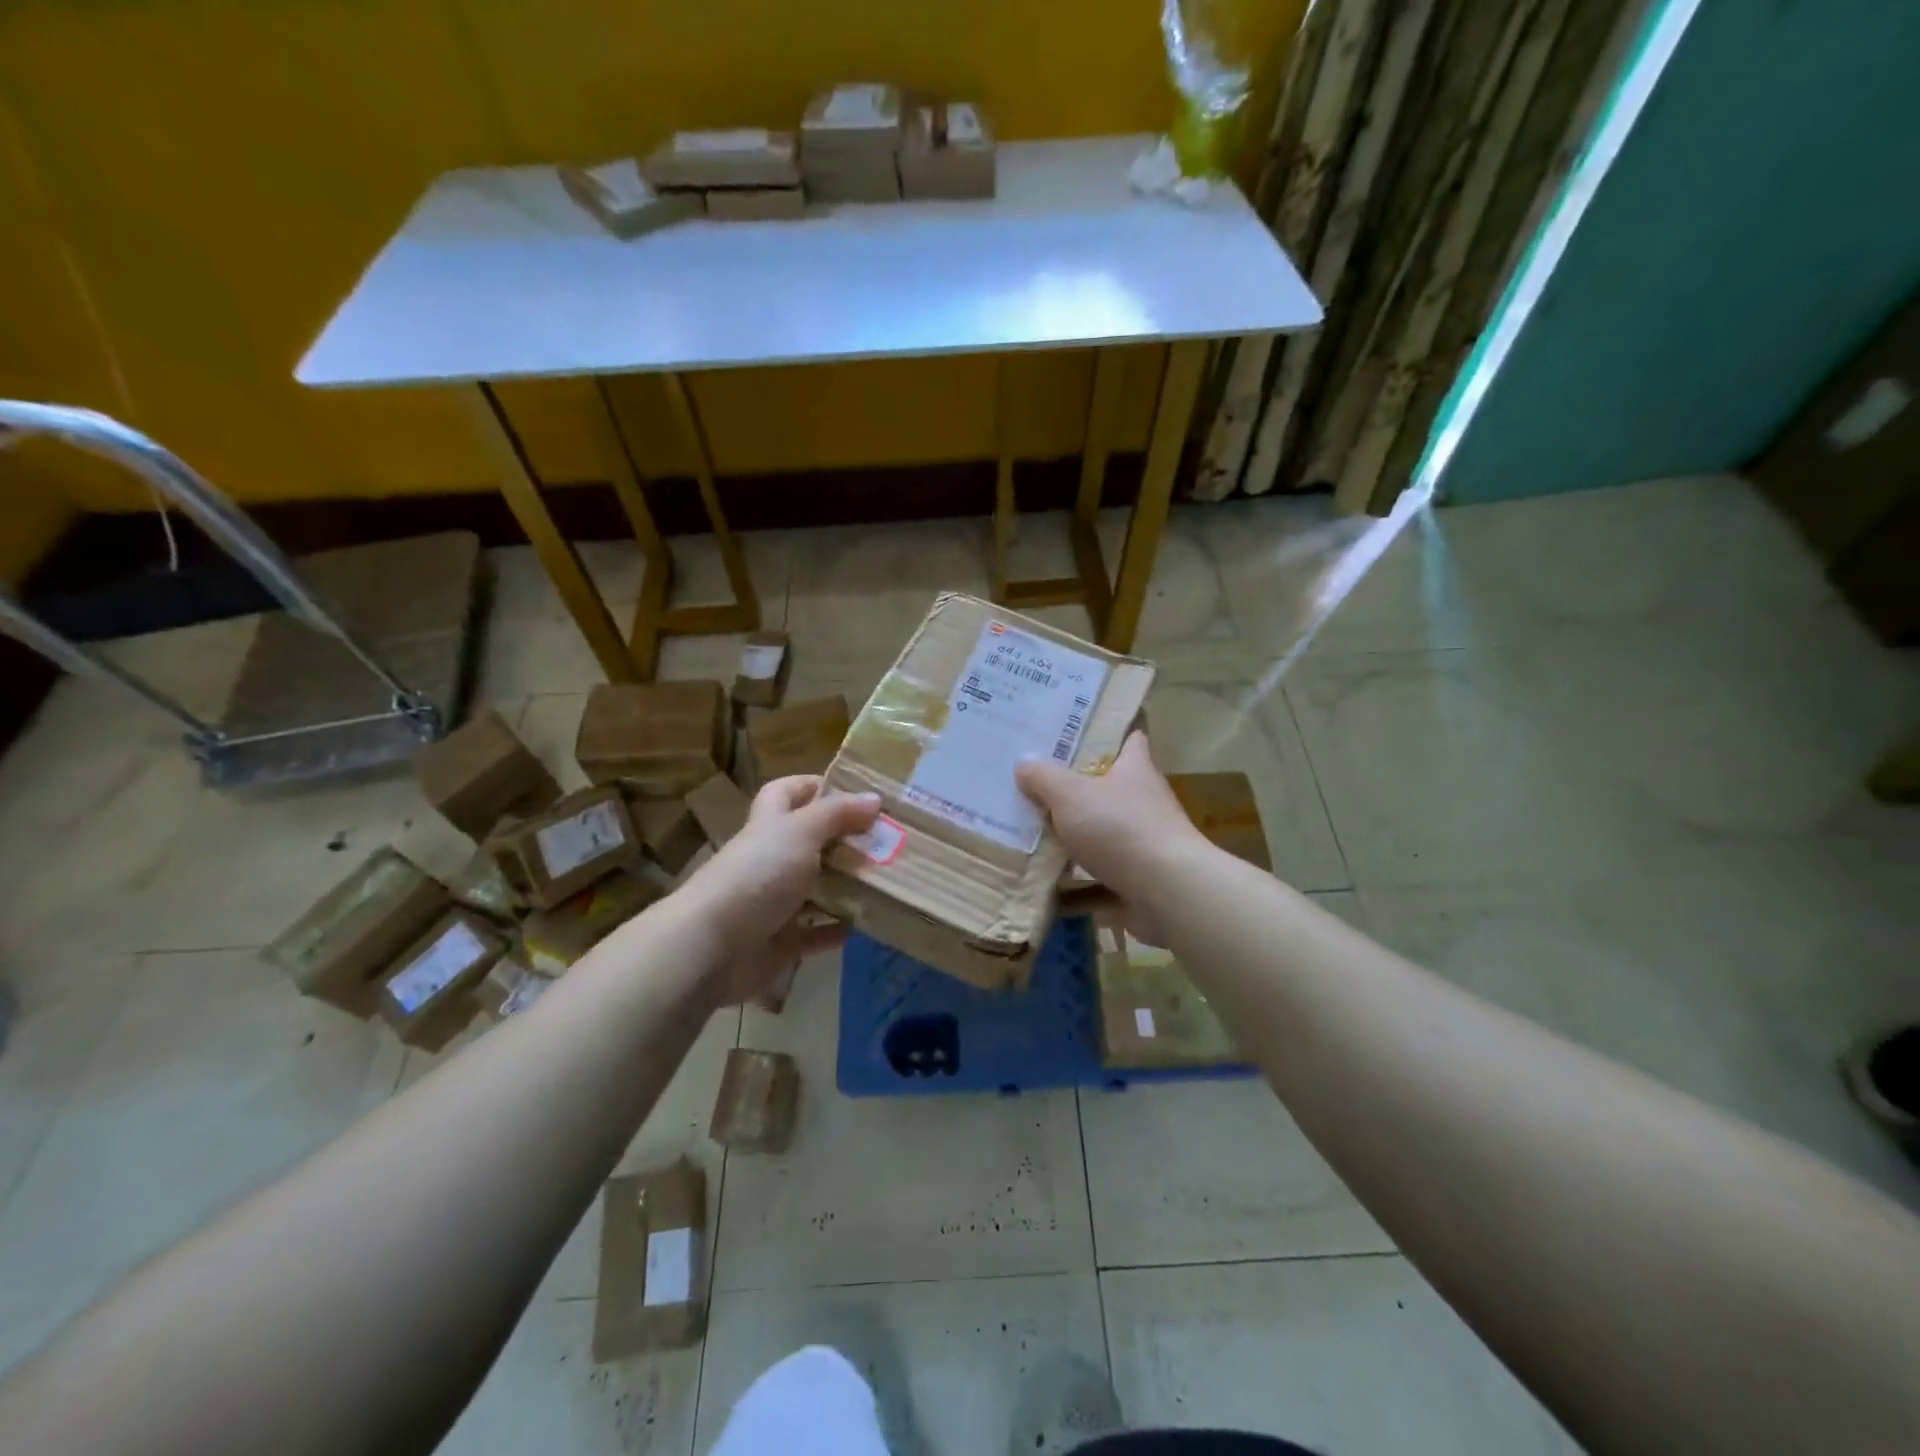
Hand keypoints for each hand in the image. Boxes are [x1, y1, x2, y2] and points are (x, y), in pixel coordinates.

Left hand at [676, 775, 879, 1004]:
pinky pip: (815, 933)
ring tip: (888, 879)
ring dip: (846, 886)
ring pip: (816, 888)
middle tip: (888, 839)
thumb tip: (874, 798)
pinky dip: (836, 929)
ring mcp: (774, 902)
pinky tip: (865, 924)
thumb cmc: (758, 876)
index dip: (813, 786)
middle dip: (844, 839)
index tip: (854, 791)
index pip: (786, 793)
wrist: (712, 947)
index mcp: (769, 825)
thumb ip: (837, 814)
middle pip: (809, 841)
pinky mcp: (780, 941)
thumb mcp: (801, 832)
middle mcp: (770, 859)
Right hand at [1014, 732, 1208, 945]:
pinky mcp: (1141, 879)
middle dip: (1078, 790)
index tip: (1077, 736)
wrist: (1168, 891)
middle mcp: (1145, 801)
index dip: (1108, 736)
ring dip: (1076, 839)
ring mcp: (1146, 842)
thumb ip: (1044, 779)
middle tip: (1037, 786)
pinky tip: (1048, 890)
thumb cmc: (1120, 828)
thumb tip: (1024, 764)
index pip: (1130, 741)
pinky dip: (1078, 885)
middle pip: (1110, 789)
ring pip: (1105, 834)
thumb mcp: (1070, 795)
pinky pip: (1102, 878)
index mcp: (1135, 770)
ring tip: (1034, 837)